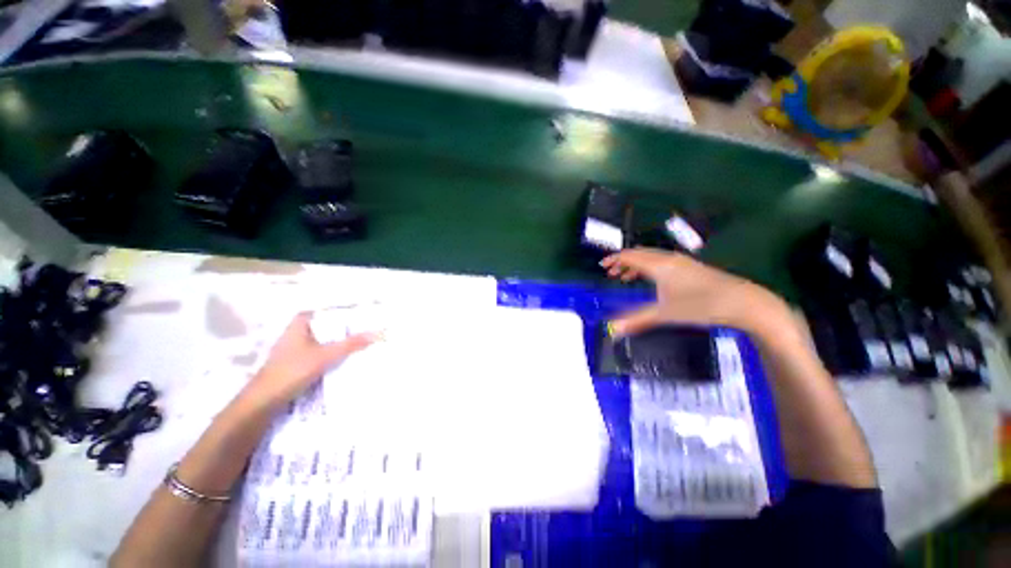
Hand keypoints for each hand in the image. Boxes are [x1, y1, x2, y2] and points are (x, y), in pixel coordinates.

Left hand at [242, 313, 377, 409]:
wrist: (264, 401)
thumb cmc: (292, 371)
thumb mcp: (325, 356)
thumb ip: (350, 344)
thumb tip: (377, 333)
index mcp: (299, 325)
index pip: (323, 311)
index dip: (341, 312)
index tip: (359, 315)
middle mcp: (296, 334)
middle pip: (325, 327)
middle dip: (344, 329)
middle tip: (365, 330)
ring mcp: (295, 350)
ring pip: (322, 342)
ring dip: (338, 344)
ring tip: (360, 344)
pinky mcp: (295, 364)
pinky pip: (319, 354)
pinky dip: (330, 355)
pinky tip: (343, 361)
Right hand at [601, 248, 795, 338]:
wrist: (743, 302)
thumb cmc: (700, 305)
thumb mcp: (665, 314)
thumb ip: (637, 320)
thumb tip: (613, 329)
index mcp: (659, 265)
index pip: (630, 256)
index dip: (614, 260)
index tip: (602, 266)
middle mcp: (668, 258)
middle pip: (639, 253)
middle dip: (623, 261)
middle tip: (611, 272)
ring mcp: (681, 262)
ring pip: (651, 257)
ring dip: (636, 264)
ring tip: (626, 277)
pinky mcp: (691, 267)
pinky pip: (662, 261)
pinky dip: (649, 267)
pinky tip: (652, 280)